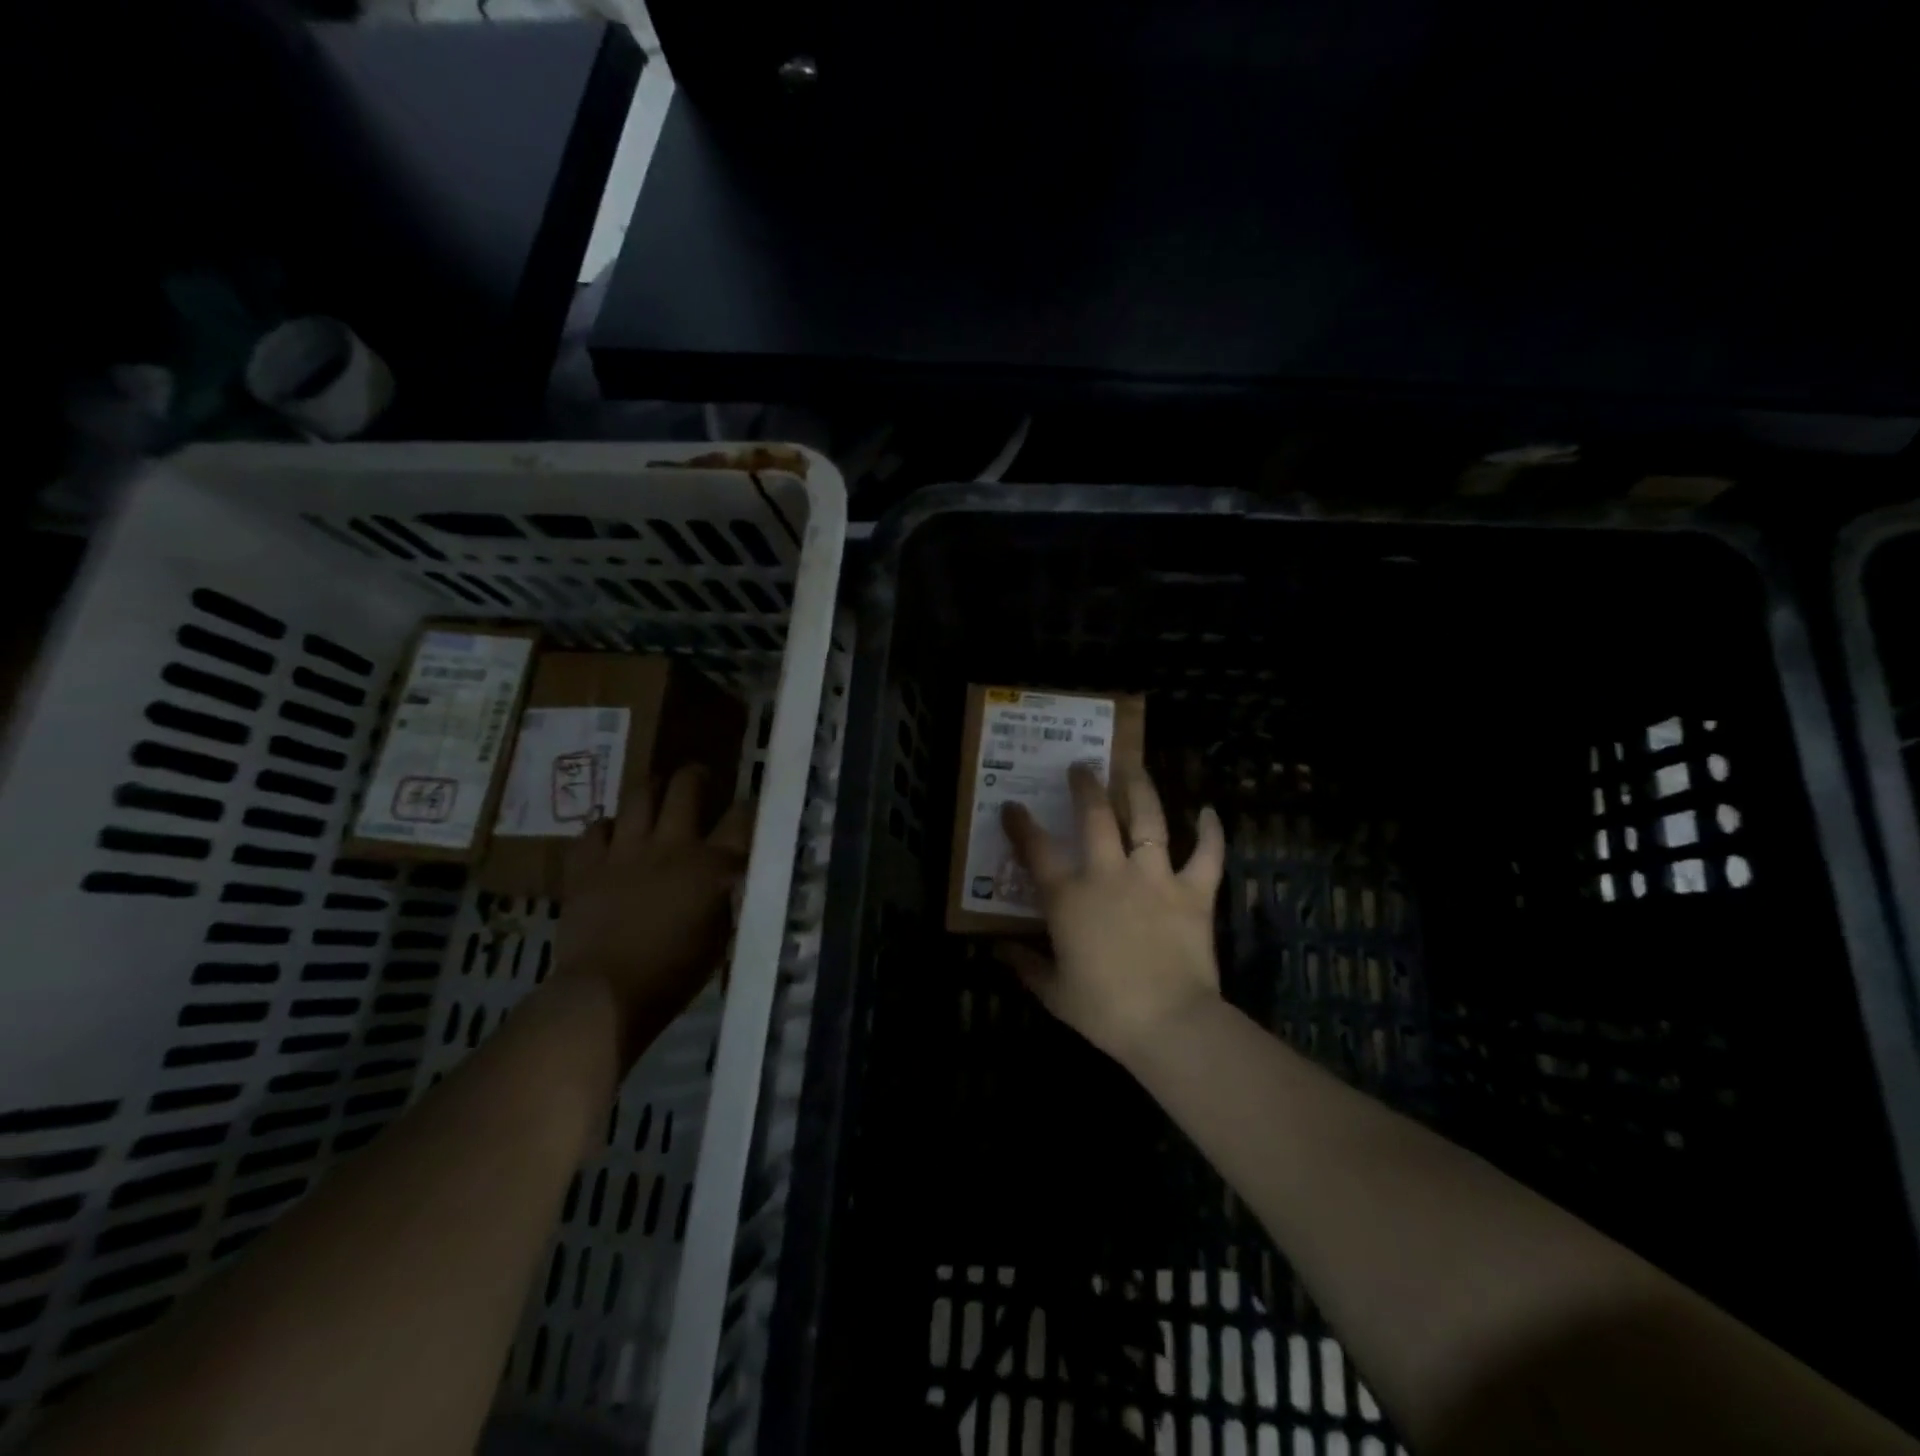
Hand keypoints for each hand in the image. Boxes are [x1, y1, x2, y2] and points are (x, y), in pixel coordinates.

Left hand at [556, 765, 752, 1061]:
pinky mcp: (586, 866)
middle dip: (695, 776)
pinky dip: (606, 827)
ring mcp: (625, 851)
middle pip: (686, 788)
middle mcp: (671, 846)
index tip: (750, 805)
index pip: (741, 819)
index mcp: (711, 866)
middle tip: (698, 778)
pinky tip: (612, 834)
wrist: (606, 994)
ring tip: (655, 791)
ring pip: (638, 797)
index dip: (749, 806)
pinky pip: (595, 829)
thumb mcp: (720, 936)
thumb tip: (730, 878)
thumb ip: (726, 898)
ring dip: (650, 789)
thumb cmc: (674, 974)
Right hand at [998, 764, 1225, 1066]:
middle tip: (1081, 766)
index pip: (1037, 850)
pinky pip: (1207, 854)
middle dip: (1084, 785)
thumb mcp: (1054, 992)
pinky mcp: (1194, 892)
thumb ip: (1025, 965)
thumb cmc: (1104, 1011)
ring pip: (1148, 818)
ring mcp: (1154, 878)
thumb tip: (999, 948)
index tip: (1012, 806)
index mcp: (1069, 898)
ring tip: (1131, 765)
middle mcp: (1109, 874)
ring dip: (1138, 787)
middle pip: (1094, 815)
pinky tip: (1209, 812)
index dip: (1021, 824)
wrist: (1169, 1024)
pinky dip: (1211, 832)